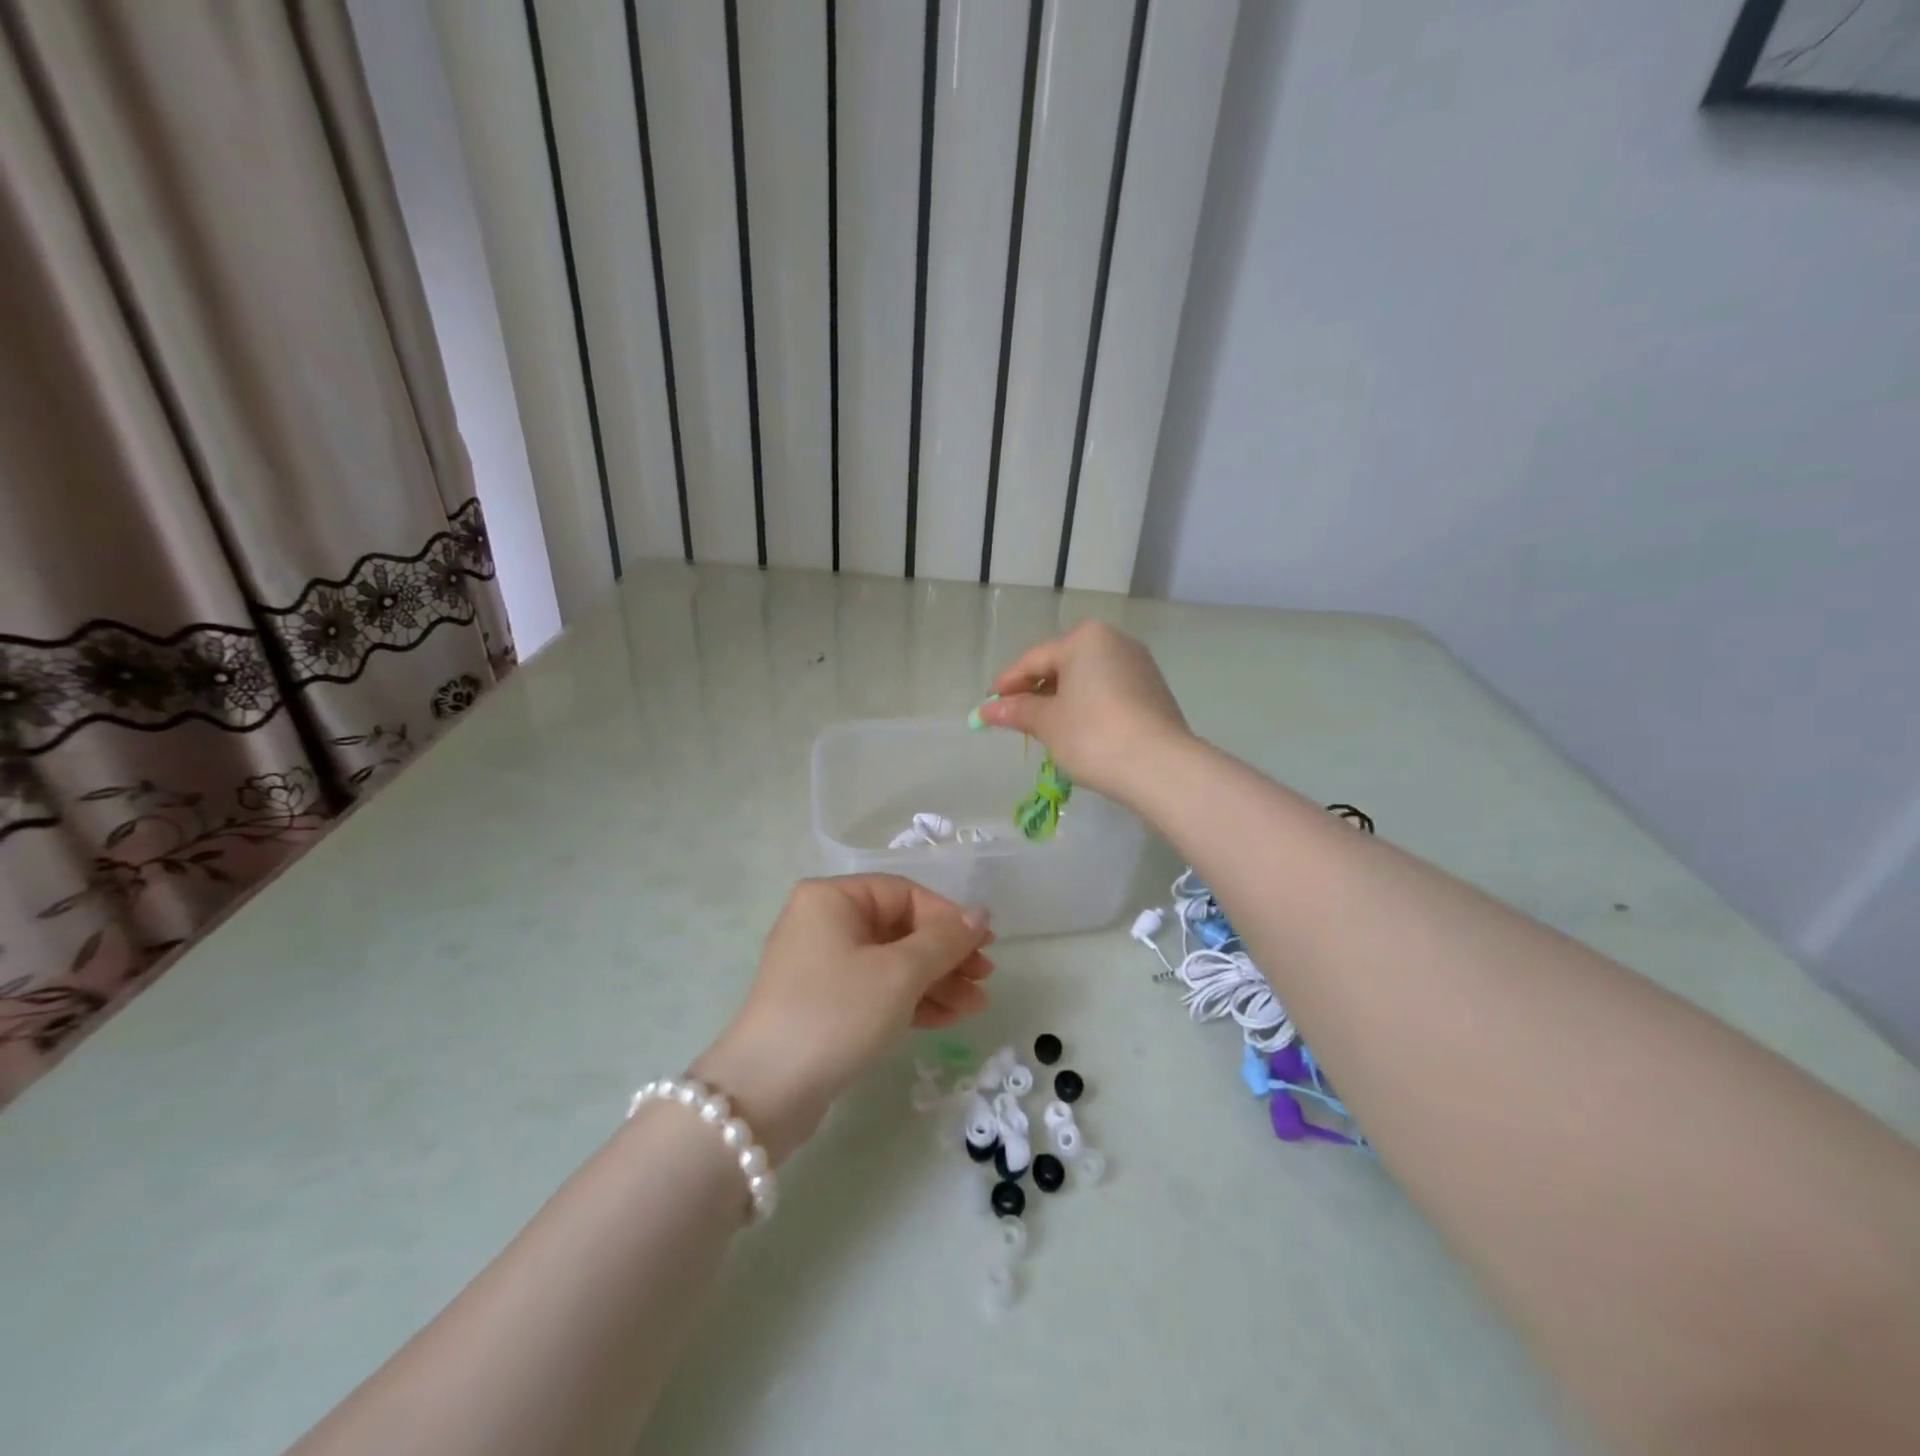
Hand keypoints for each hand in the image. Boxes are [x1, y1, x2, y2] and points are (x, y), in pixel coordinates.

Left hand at [691, 876, 993, 1164]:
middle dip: (946, 956)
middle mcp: (823, 923)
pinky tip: (947, 1019)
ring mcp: (821, 966)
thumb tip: (980, 913)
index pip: (904, 894)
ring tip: (975, 1006)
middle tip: (984, 980)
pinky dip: (911, 1001)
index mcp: (832, 899)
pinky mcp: (823, 1004)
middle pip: (900, 929)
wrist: (764, 1094)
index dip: (948, 918)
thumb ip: (944, 940)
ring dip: (936, 982)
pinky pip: (876, 990)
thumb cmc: (836, 1014)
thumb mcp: (899, 973)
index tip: (986, 947)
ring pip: (891, 963)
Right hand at [975, 622, 1190, 803]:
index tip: (988, 707)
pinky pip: (1109, 692)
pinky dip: (1089, 707)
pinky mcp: (1154, 690)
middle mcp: (1115, 641)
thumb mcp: (1047, 723)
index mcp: (1085, 639)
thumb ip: (1016, 711)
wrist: (1160, 766)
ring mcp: (1139, 665)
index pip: (1034, 660)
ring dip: (1063, 700)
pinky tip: (1080, 732)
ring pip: (1088, 679)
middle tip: (1015, 719)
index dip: (1007, 685)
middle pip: (1062, 665)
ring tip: (1046, 729)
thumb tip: (986, 709)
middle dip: (1036, 692)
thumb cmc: (1092, 735)